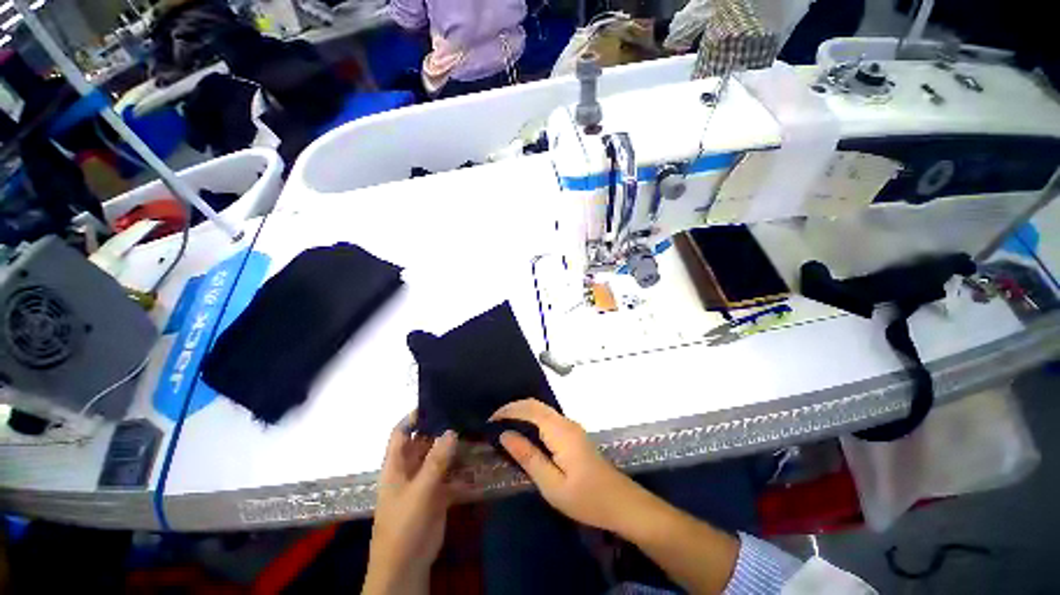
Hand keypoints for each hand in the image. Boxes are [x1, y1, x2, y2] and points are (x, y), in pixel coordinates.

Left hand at [363, 413, 462, 594]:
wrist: (407, 568)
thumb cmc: (403, 527)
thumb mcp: (419, 492)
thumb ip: (435, 462)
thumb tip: (451, 431)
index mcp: (397, 465)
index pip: (401, 432)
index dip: (414, 417)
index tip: (436, 402)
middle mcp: (411, 469)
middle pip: (425, 441)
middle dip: (442, 429)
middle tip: (465, 412)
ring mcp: (426, 481)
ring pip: (441, 457)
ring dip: (456, 447)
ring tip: (477, 429)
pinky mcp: (439, 494)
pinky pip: (452, 475)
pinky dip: (464, 469)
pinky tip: (480, 460)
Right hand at [490, 399, 652, 534]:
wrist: (621, 503)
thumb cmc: (586, 498)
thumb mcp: (552, 484)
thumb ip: (528, 457)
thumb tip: (505, 435)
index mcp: (560, 431)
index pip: (530, 409)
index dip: (509, 410)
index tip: (490, 420)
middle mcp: (566, 422)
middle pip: (536, 405)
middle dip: (514, 409)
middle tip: (494, 422)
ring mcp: (572, 427)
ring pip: (543, 411)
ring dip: (523, 413)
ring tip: (504, 427)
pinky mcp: (574, 435)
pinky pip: (549, 420)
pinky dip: (533, 420)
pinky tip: (525, 434)